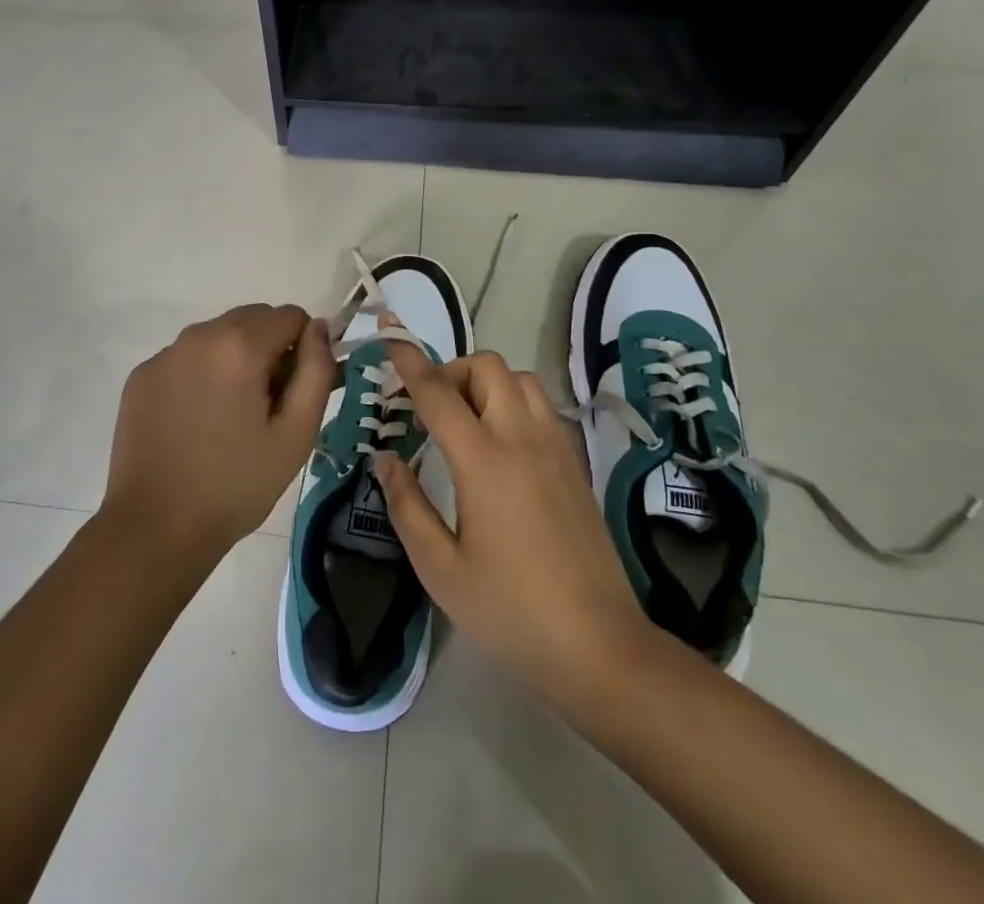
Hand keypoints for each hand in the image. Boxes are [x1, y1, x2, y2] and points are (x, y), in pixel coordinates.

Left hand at [102, 303, 335, 570]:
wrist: (155, 528)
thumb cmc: (236, 484)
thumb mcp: (296, 433)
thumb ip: (317, 371)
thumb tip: (319, 329)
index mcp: (239, 345)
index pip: (290, 316)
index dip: (304, 348)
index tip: (296, 391)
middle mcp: (198, 335)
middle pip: (252, 319)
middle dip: (269, 349)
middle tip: (267, 406)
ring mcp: (164, 355)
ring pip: (218, 336)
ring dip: (235, 359)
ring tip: (230, 417)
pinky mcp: (141, 376)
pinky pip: (186, 357)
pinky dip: (202, 374)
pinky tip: (197, 421)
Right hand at [371, 344, 654, 723]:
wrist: (599, 646)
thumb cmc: (510, 611)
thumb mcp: (441, 569)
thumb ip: (407, 505)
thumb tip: (385, 458)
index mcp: (483, 461)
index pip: (438, 392)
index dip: (409, 361)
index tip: (390, 337)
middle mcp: (522, 438)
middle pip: (487, 367)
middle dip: (452, 371)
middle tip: (430, 409)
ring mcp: (555, 447)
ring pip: (520, 379)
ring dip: (486, 383)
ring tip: (466, 422)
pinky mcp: (575, 463)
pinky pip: (541, 406)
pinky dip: (513, 403)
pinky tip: (501, 446)